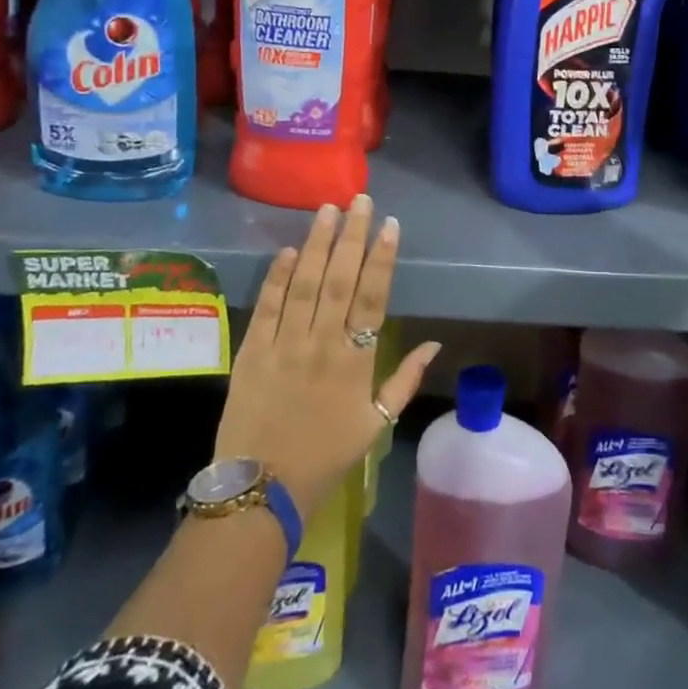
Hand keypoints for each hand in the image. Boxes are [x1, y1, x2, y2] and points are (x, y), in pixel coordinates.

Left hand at [214, 195, 440, 516]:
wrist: (262, 488)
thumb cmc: (326, 455)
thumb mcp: (376, 424)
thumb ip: (406, 380)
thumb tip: (436, 343)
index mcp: (355, 361)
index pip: (373, 298)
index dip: (383, 259)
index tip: (391, 225)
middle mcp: (321, 344)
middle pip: (339, 280)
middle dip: (352, 237)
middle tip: (360, 200)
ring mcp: (284, 345)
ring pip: (303, 285)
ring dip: (316, 245)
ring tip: (327, 211)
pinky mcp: (252, 352)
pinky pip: (266, 308)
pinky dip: (276, 278)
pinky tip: (286, 250)